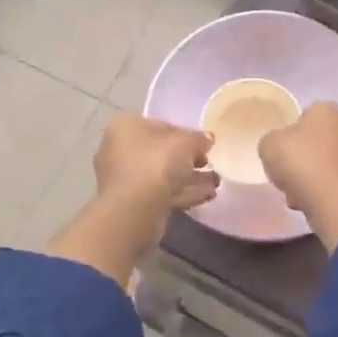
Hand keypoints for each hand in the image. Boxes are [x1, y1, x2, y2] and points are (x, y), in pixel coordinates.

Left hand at [94, 113, 218, 224]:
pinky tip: (208, 195)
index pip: (161, 125)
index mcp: (126, 127)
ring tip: (216, 182)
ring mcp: (125, 179)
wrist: (135, 211)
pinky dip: (184, 193)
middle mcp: (120, 150)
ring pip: (163, 175)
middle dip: (189, 158)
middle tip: (211, 162)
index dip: (186, 133)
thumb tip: (207, 138)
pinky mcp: (133, 203)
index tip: (206, 144)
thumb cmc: (156, 165)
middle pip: (161, 151)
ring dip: (190, 178)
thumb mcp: (185, 143)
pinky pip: (162, 193)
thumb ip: (198, 138)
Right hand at [259, 102, 337, 251]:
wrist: (337, 202)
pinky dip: (326, 190)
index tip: (281, 150)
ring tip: (297, 194)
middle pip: (318, 140)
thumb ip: (272, 141)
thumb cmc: (301, 163)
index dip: (291, 132)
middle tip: (288, 173)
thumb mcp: (269, 145)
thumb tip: (279, 145)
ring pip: (328, 163)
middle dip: (304, 156)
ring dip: (314, 176)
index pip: (305, 114)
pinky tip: (312, 203)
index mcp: (327, 109)